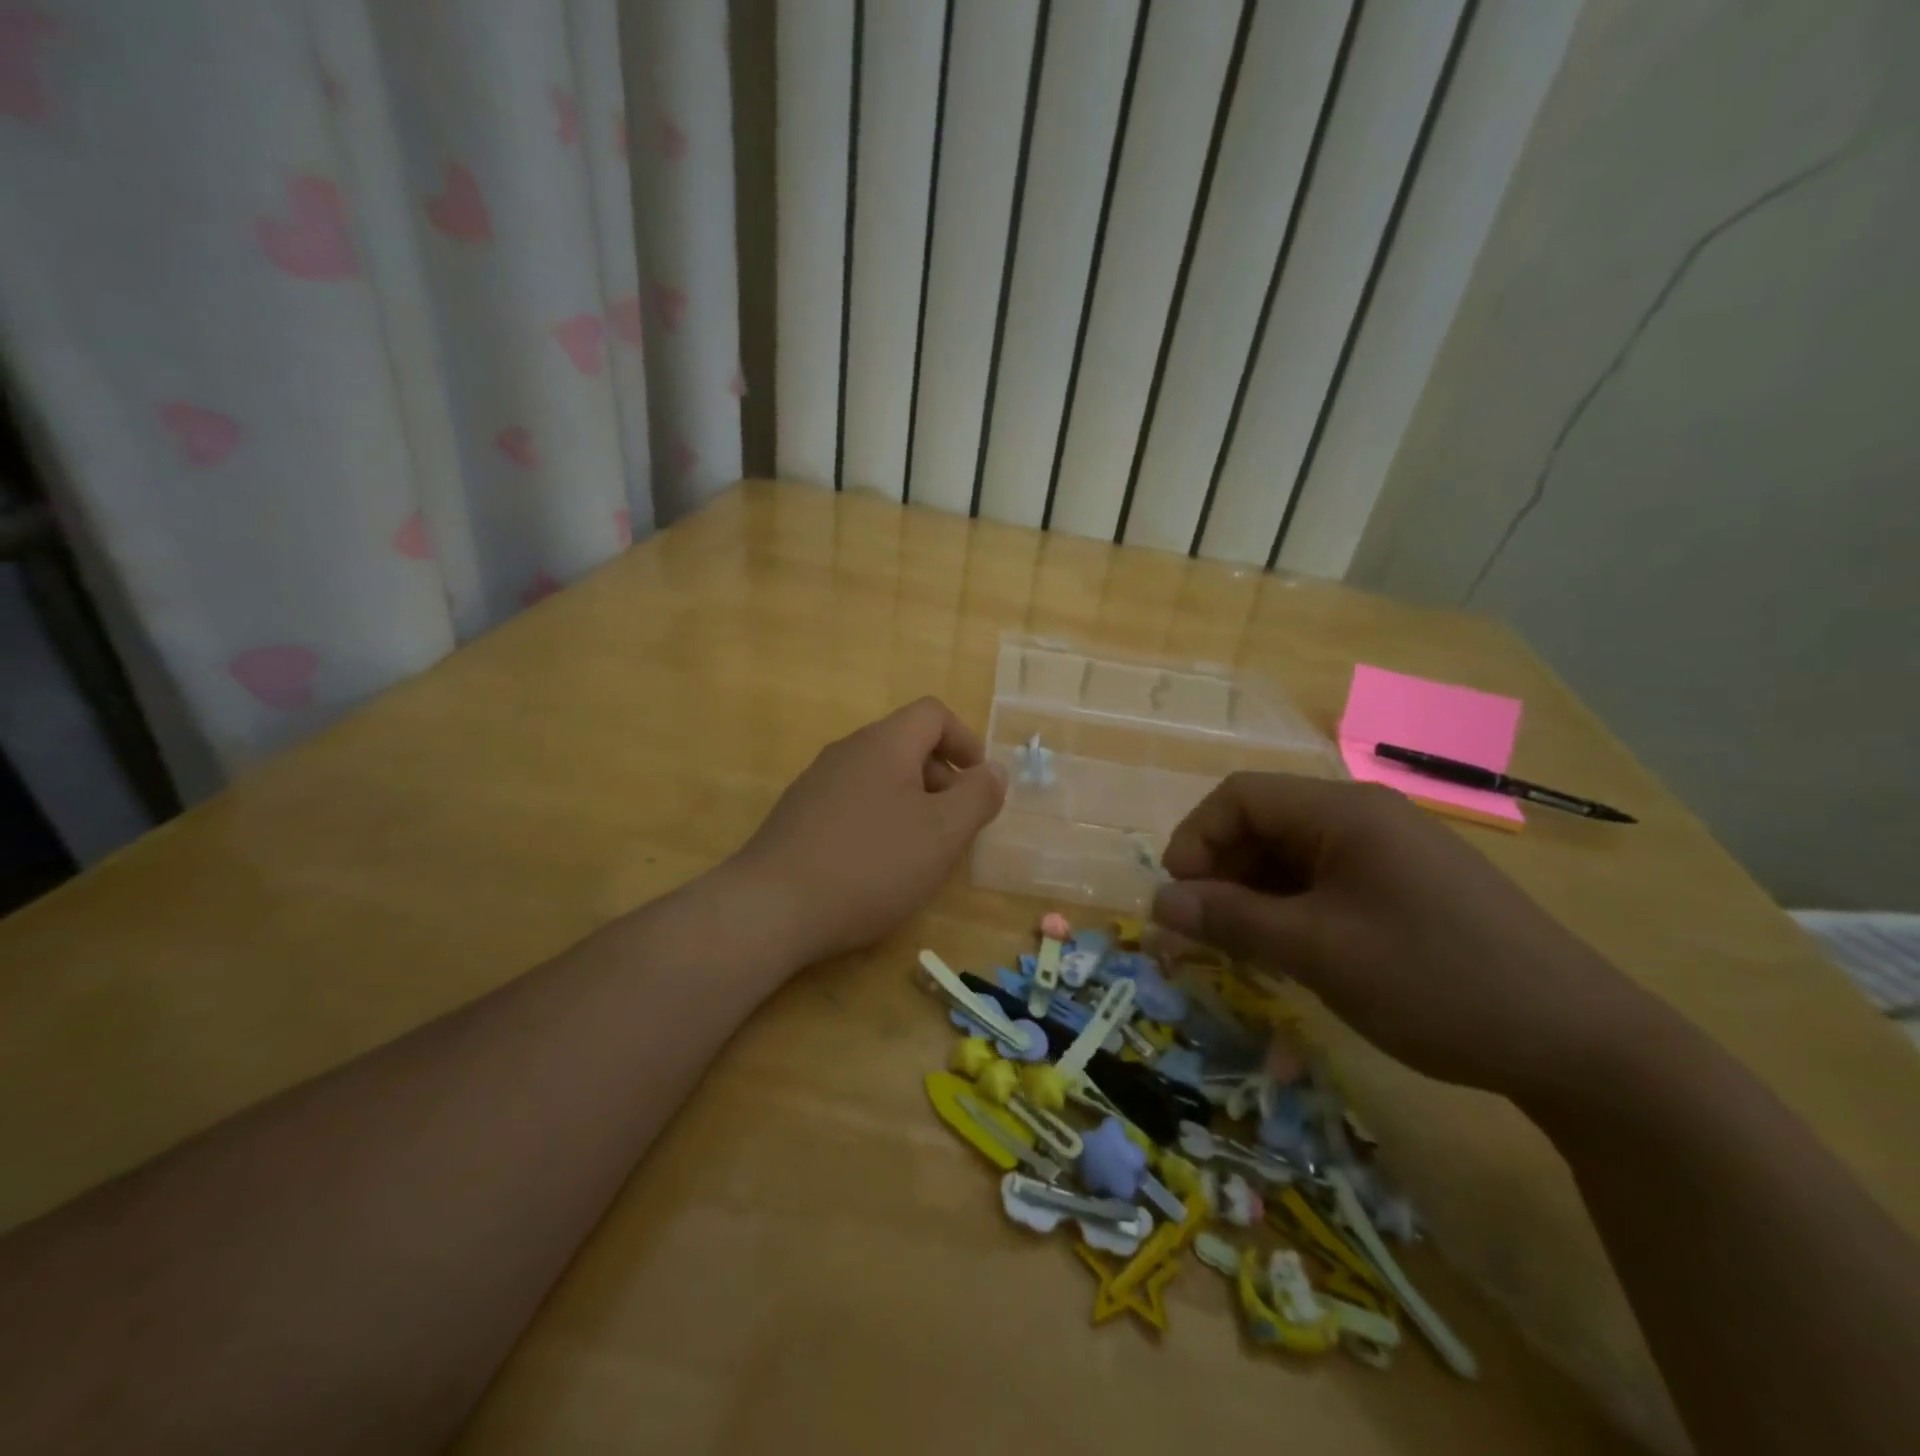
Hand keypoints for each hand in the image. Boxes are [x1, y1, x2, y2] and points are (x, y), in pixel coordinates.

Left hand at [729, 697, 1007, 965]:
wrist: (771, 908)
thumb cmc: (871, 865)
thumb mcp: (942, 834)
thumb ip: (977, 797)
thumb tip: (994, 771)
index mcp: (884, 744)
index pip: (933, 713)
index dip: (965, 740)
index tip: (980, 783)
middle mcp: (847, 751)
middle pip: (906, 744)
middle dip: (942, 779)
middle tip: (955, 827)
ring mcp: (817, 782)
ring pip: (880, 777)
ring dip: (912, 803)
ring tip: (920, 852)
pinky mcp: (798, 815)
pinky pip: (853, 802)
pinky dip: (879, 820)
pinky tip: (877, 866)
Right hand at [1151, 773, 1656, 1104]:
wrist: (1582, 1045)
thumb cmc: (1435, 981)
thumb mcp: (1318, 951)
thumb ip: (1230, 920)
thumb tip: (1159, 904)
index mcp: (1344, 811)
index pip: (1239, 796)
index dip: (1195, 839)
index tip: (1178, 899)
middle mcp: (1365, 817)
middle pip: (1263, 822)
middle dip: (1221, 871)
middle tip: (1205, 932)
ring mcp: (1390, 851)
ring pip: (1292, 855)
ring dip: (1254, 894)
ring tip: (1243, 948)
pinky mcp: (1407, 886)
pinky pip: (1326, 881)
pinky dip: (1292, 909)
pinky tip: (1292, 952)